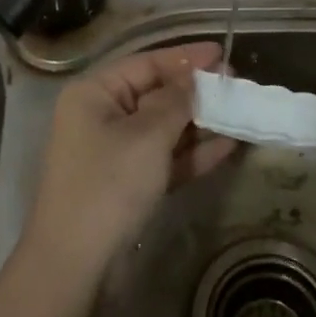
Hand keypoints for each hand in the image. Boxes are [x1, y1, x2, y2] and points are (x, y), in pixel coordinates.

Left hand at [23, 41, 235, 281]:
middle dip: (196, 92)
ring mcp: (114, 152)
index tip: (223, 53)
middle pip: (155, 94)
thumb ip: (176, 101)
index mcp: (94, 93)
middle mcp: (101, 116)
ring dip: (200, 122)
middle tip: (236, 87)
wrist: (76, 263)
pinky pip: (164, 157)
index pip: (145, 64)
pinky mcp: (128, 183)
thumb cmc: (108, 184)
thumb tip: (196, 78)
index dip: (185, 58)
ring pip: (163, 127)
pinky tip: (227, 146)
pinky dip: (192, 152)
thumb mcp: (147, 135)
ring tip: (239, 113)